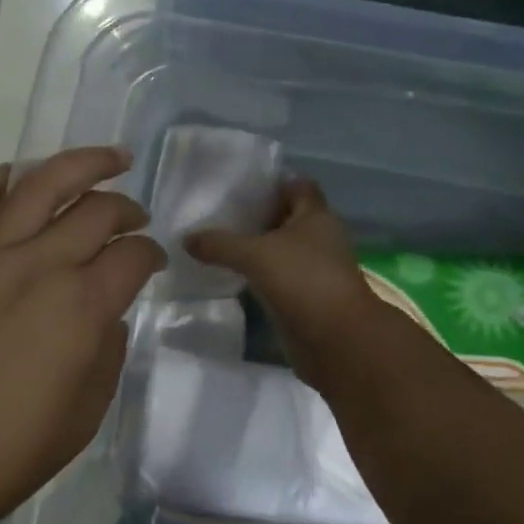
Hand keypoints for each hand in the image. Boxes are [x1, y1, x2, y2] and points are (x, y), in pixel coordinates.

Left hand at [0, 147, 164, 523]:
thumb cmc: (7, 453)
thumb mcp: (86, 413)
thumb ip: (107, 349)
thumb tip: (105, 310)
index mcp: (81, 307)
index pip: (133, 255)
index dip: (153, 254)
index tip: (153, 262)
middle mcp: (37, 264)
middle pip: (97, 209)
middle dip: (128, 208)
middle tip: (136, 217)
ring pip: (41, 182)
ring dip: (83, 164)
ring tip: (108, 159)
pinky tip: (17, 177)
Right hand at [185, 177, 380, 374]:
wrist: (337, 341)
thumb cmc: (303, 281)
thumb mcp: (255, 255)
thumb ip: (220, 244)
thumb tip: (186, 239)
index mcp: (316, 216)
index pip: (296, 185)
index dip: (270, 182)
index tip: (238, 185)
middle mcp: (319, 238)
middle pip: (286, 217)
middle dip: (257, 215)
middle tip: (219, 214)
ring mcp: (314, 269)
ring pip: (281, 249)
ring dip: (256, 247)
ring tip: (218, 242)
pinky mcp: (306, 296)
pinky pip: (278, 276)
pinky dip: (259, 274)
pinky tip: (232, 274)